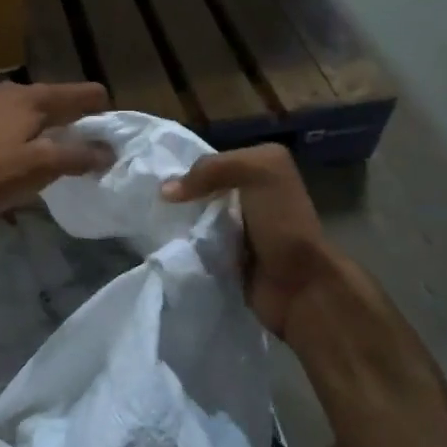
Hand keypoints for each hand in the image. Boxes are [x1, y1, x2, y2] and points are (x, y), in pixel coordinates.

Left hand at [0, 81, 112, 221]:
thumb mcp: (40, 167)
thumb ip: (78, 156)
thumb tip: (108, 151)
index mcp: (34, 98)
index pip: (82, 93)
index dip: (100, 110)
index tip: (108, 133)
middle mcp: (9, 91)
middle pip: (52, 99)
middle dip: (70, 117)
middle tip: (79, 144)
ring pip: (23, 108)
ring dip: (39, 125)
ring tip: (44, 149)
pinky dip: (13, 132)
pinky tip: (5, 152)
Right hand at [161, 144, 339, 337]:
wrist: (299, 285)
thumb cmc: (282, 222)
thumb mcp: (258, 172)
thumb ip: (212, 168)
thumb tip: (166, 191)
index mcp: (260, 170)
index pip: (212, 161)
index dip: (185, 166)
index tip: (153, 176)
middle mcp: (249, 198)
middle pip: (200, 190)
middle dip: (177, 196)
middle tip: (146, 201)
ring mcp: (237, 230)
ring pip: (195, 218)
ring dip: (176, 222)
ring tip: (148, 223)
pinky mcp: (225, 258)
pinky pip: (194, 245)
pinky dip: (181, 245)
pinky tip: (163, 244)